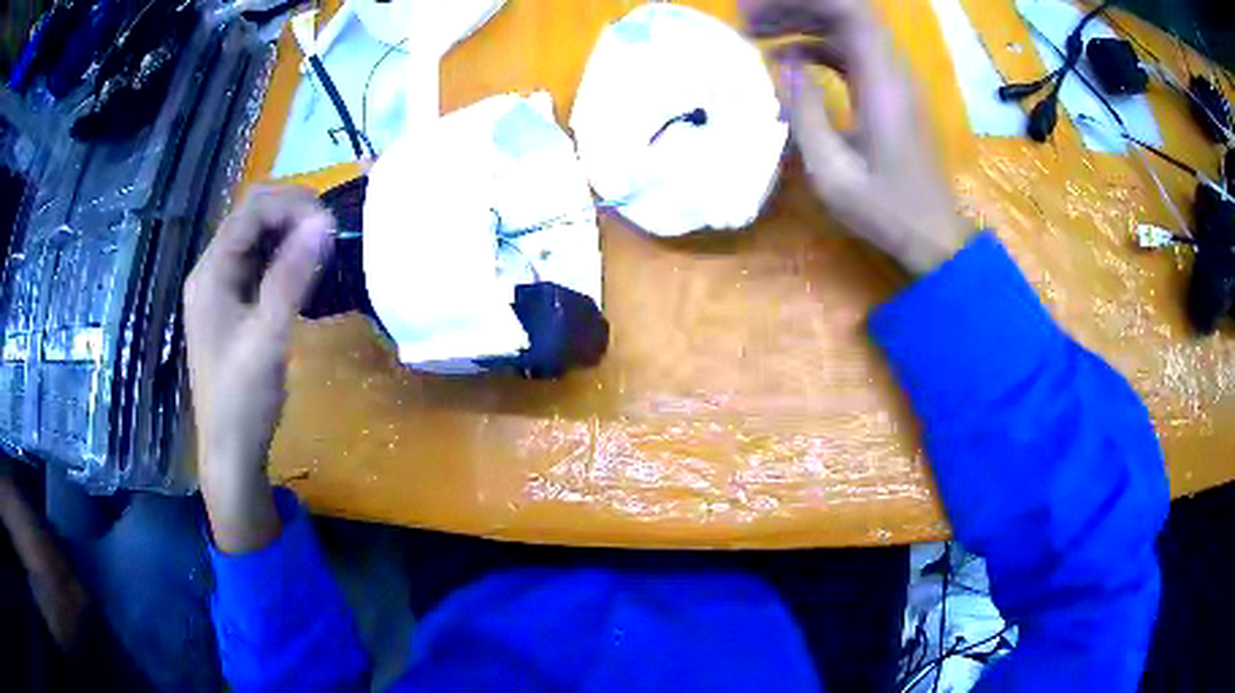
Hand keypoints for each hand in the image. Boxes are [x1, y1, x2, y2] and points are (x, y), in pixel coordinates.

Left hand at [185, 186, 333, 552]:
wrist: (230, 451)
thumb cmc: (243, 400)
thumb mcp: (268, 337)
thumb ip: (292, 277)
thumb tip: (324, 222)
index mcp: (210, 274)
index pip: (249, 213)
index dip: (290, 206)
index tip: (330, 222)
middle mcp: (211, 272)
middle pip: (251, 218)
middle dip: (290, 214)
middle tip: (328, 233)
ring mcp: (221, 288)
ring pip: (256, 238)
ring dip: (289, 234)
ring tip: (322, 249)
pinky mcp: (233, 305)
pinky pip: (259, 264)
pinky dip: (284, 258)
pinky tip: (305, 271)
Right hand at [742, 0, 965, 274]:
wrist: (935, 236)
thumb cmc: (887, 211)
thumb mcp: (834, 172)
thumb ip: (806, 113)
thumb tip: (783, 64)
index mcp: (883, 83)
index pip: (848, 11)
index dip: (800, 1)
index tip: (756, 12)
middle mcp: (892, 70)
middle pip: (845, 11)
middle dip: (793, 6)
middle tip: (747, 19)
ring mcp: (894, 79)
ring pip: (847, 28)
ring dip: (802, 22)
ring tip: (757, 32)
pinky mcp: (891, 92)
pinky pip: (851, 51)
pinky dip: (816, 46)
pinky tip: (787, 61)